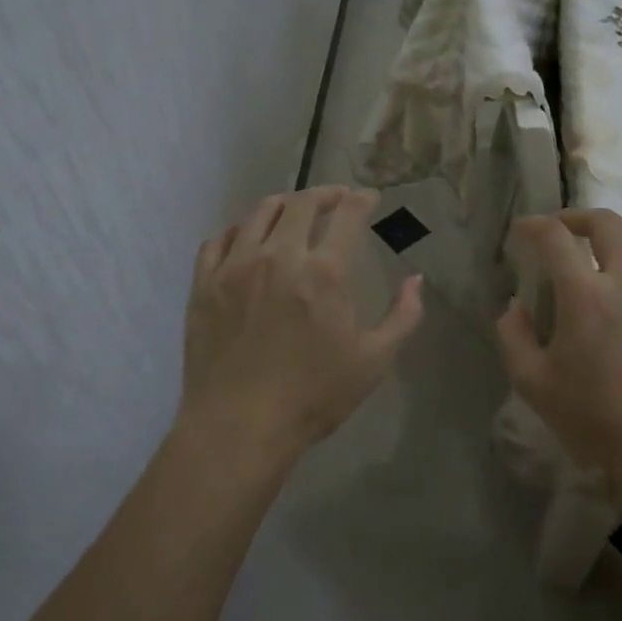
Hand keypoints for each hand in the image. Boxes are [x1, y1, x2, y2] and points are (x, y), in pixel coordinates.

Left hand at [178, 187, 423, 465]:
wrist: (238, 427)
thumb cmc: (313, 396)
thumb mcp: (373, 361)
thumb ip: (403, 316)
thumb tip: (416, 280)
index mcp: (324, 272)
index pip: (347, 214)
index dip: (362, 199)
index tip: (369, 198)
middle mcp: (278, 256)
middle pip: (302, 203)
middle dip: (325, 194)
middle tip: (336, 199)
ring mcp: (235, 267)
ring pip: (259, 213)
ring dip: (283, 204)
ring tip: (294, 211)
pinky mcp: (204, 284)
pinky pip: (219, 240)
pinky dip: (239, 231)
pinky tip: (247, 240)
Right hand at [496, 210, 621, 490]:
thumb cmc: (595, 419)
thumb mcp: (532, 383)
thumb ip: (512, 335)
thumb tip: (515, 304)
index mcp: (586, 295)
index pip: (555, 237)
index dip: (533, 225)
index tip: (521, 231)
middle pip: (604, 222)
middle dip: (574, 217)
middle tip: (559, 230)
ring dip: (612, 230)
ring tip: (597, 244)